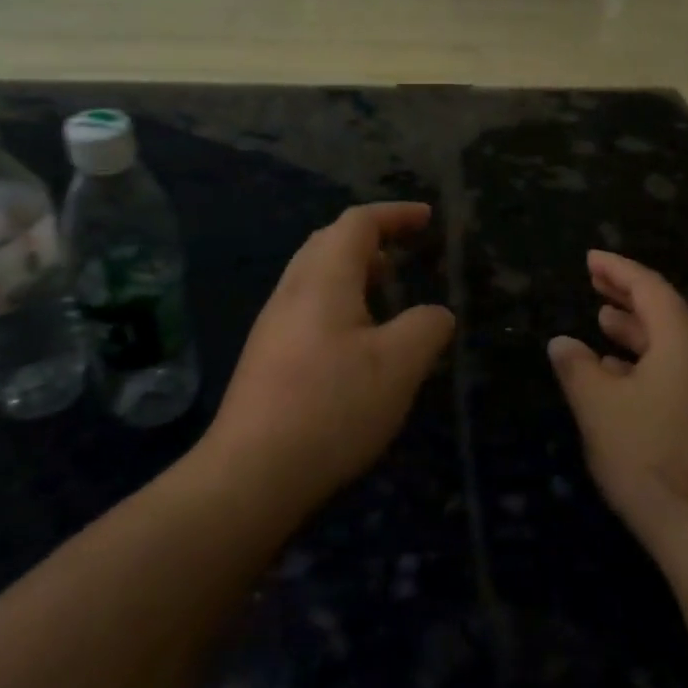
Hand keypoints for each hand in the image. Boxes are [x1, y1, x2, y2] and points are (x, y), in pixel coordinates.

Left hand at [207, 203, 454, 510]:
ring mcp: (273, 325)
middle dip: (371, 238)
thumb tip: (435, 314)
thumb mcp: (399, 365)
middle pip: (329, 242)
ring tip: (386, 292)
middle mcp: (292, 291)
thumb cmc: (332, 407)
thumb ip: (426, 328)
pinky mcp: (266, 357)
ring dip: (353, 272)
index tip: (426, 218)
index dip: (394, 214)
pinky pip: (307, 307)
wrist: (252, 473)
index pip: (358, 223)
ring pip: (315, 276)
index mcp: (323, 279)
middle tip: (405, 251)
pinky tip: (356, 341)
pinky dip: (339, 302)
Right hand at [548, 251, 687, 573]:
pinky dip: (648, 363)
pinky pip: (679, 373)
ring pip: (674, 346)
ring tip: (603, 324)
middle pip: (667, 313)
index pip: (650, 288)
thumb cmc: (650, 457)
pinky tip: (623, 379)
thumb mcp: (599, 407)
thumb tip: (563, 342)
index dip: (618, 269)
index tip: (590, 259)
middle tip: (595, 283)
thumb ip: (577, 368)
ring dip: (637, 331)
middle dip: (628, 296)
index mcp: (683, 342)